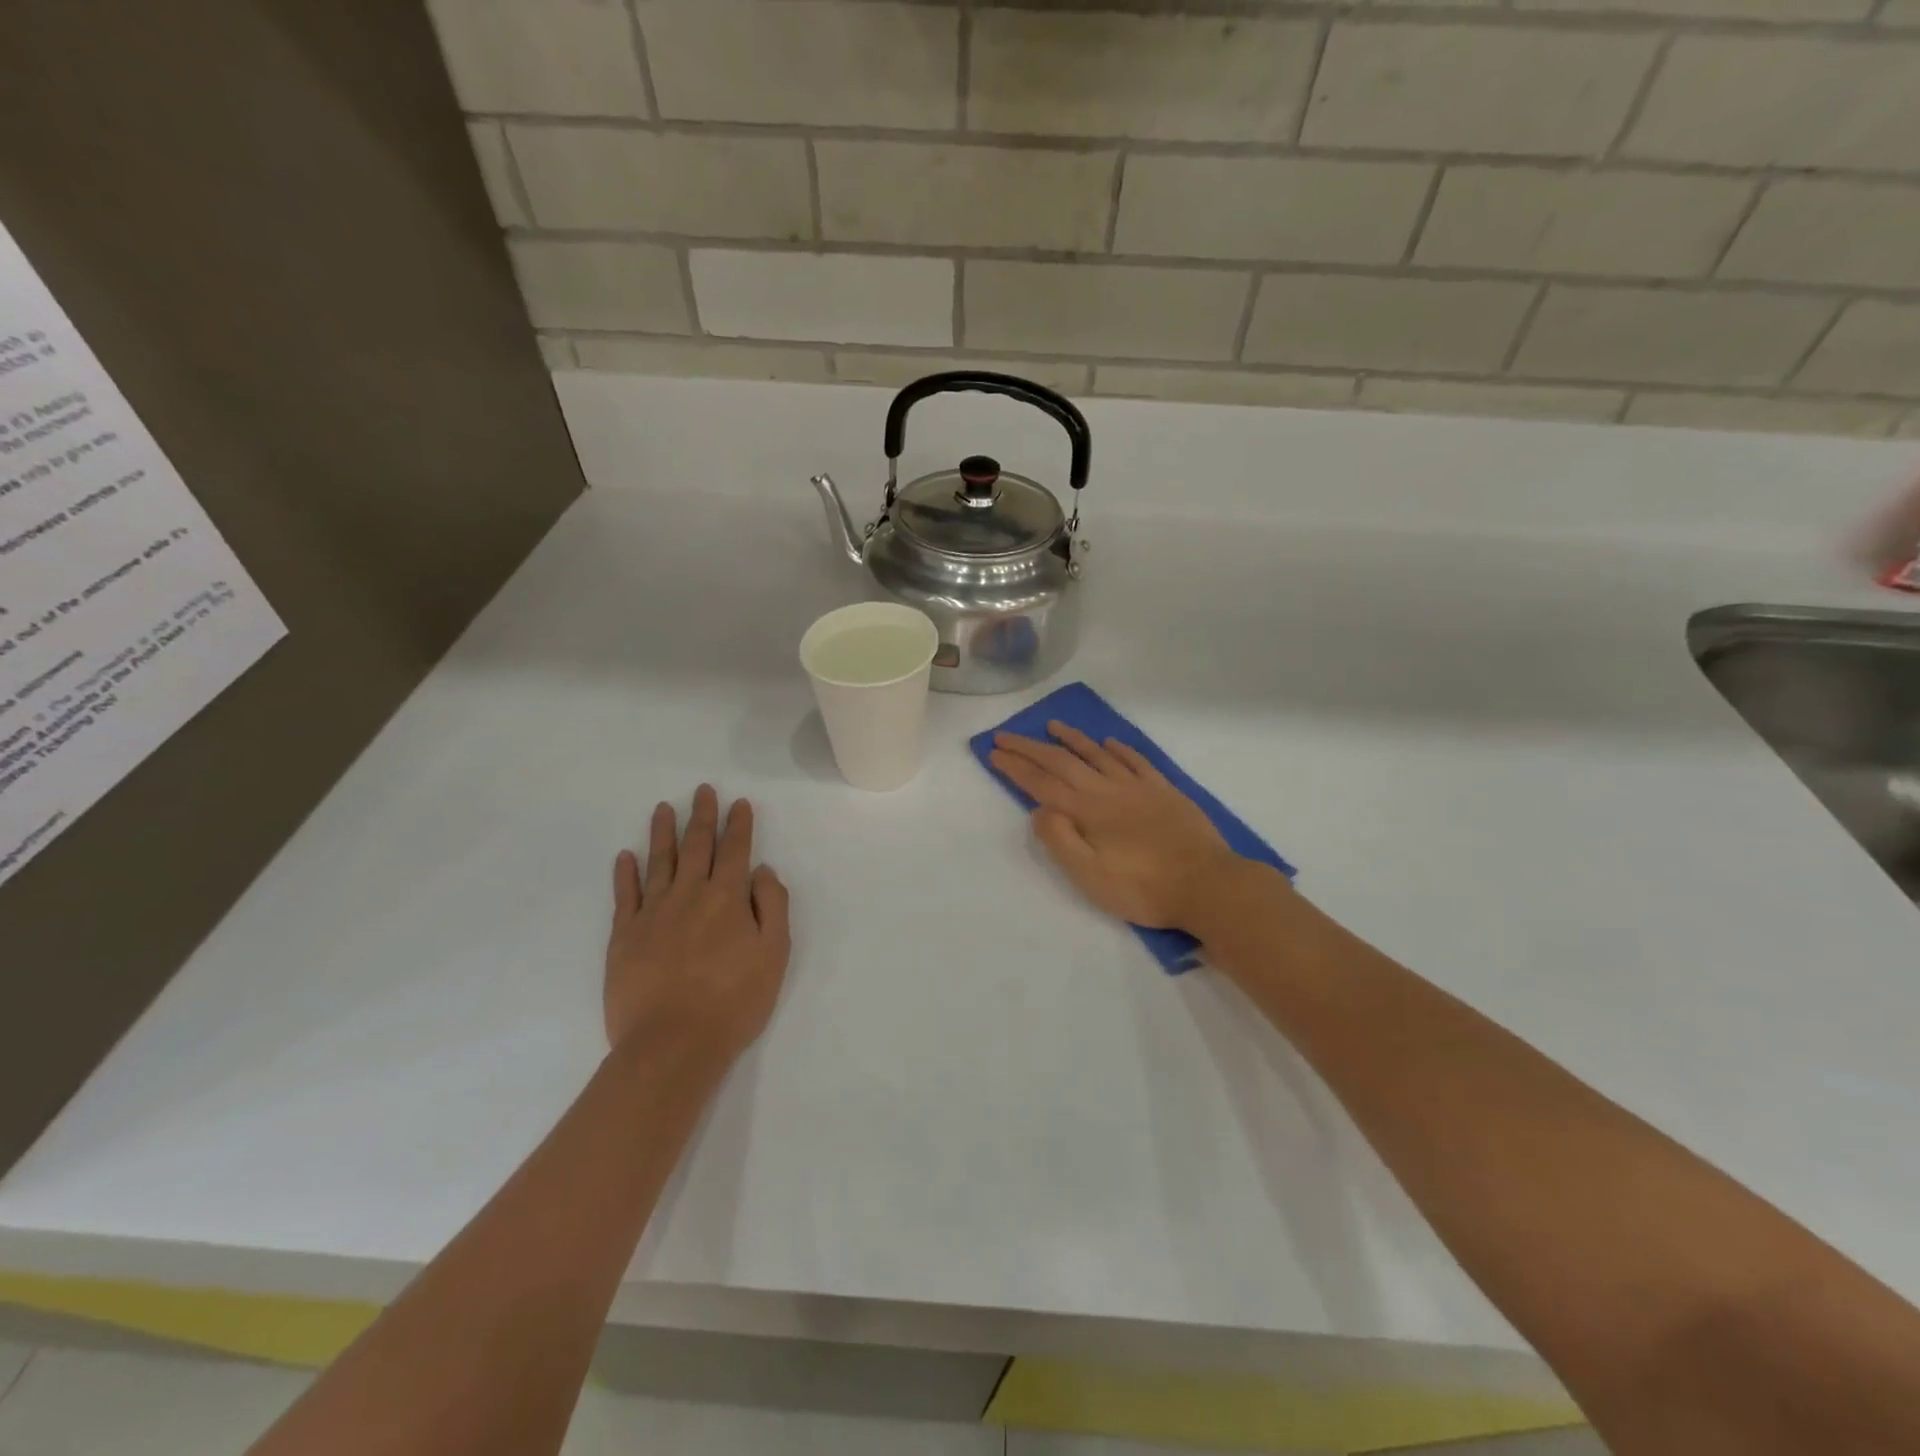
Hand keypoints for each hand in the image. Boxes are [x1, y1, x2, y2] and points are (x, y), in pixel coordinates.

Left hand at [605, 785, 791, 1063]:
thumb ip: (772, 906)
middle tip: (702, 790)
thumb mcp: (774, 954)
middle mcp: (689, 895)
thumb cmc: (734, 1001)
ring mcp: (652, 913)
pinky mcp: (624, 936)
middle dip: (702, 816)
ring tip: (664, 808)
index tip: (739, 803)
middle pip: (696, 846)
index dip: (738, 825)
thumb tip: (761, 871)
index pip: (735, 851)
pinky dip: (625, 873)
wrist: (672, 1044)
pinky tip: (626, 856)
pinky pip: (625, 895)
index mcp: (727, 898)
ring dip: (662, 832)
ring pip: (658, 861)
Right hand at [991, 723, 1244, 929]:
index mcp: (1086, 811)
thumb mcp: (1090, 876)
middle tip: (1006, 734)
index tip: (993, 751)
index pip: (1041, 783)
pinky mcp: (1164, 791)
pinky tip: (1109, 742)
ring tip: (1052, 725)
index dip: (1015, 766)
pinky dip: (1118, 748)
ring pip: (1098, 754)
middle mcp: (1108, 790)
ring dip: (1072, 739)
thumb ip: (1060, 840)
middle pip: (1062, 762)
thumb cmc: (1143, 888)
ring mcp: (1138, 787)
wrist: (1208, 885)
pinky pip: (1136, 761)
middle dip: (1030, 747)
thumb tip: (1039, 809)